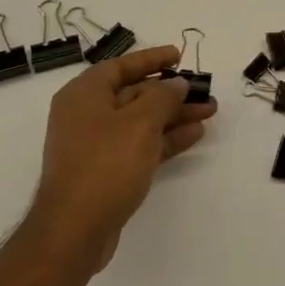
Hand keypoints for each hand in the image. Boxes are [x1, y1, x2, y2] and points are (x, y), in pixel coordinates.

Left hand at [26, 46, 218, 269]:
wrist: (75, 231)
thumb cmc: (105, 164)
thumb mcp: (140, 123)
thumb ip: (163, 97)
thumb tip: (176, 84)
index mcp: (84, 94)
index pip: (121, 66)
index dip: (152, 59)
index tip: (179, 55)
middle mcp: (86, 115)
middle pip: (135, 94)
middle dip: (171, 92)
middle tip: (204, 90)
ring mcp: (95, 145)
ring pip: (141, 121)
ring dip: (174, 115)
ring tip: (210, 111)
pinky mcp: (106, 171)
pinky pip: (140, 145)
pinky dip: (165, 139)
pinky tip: (195, 134)